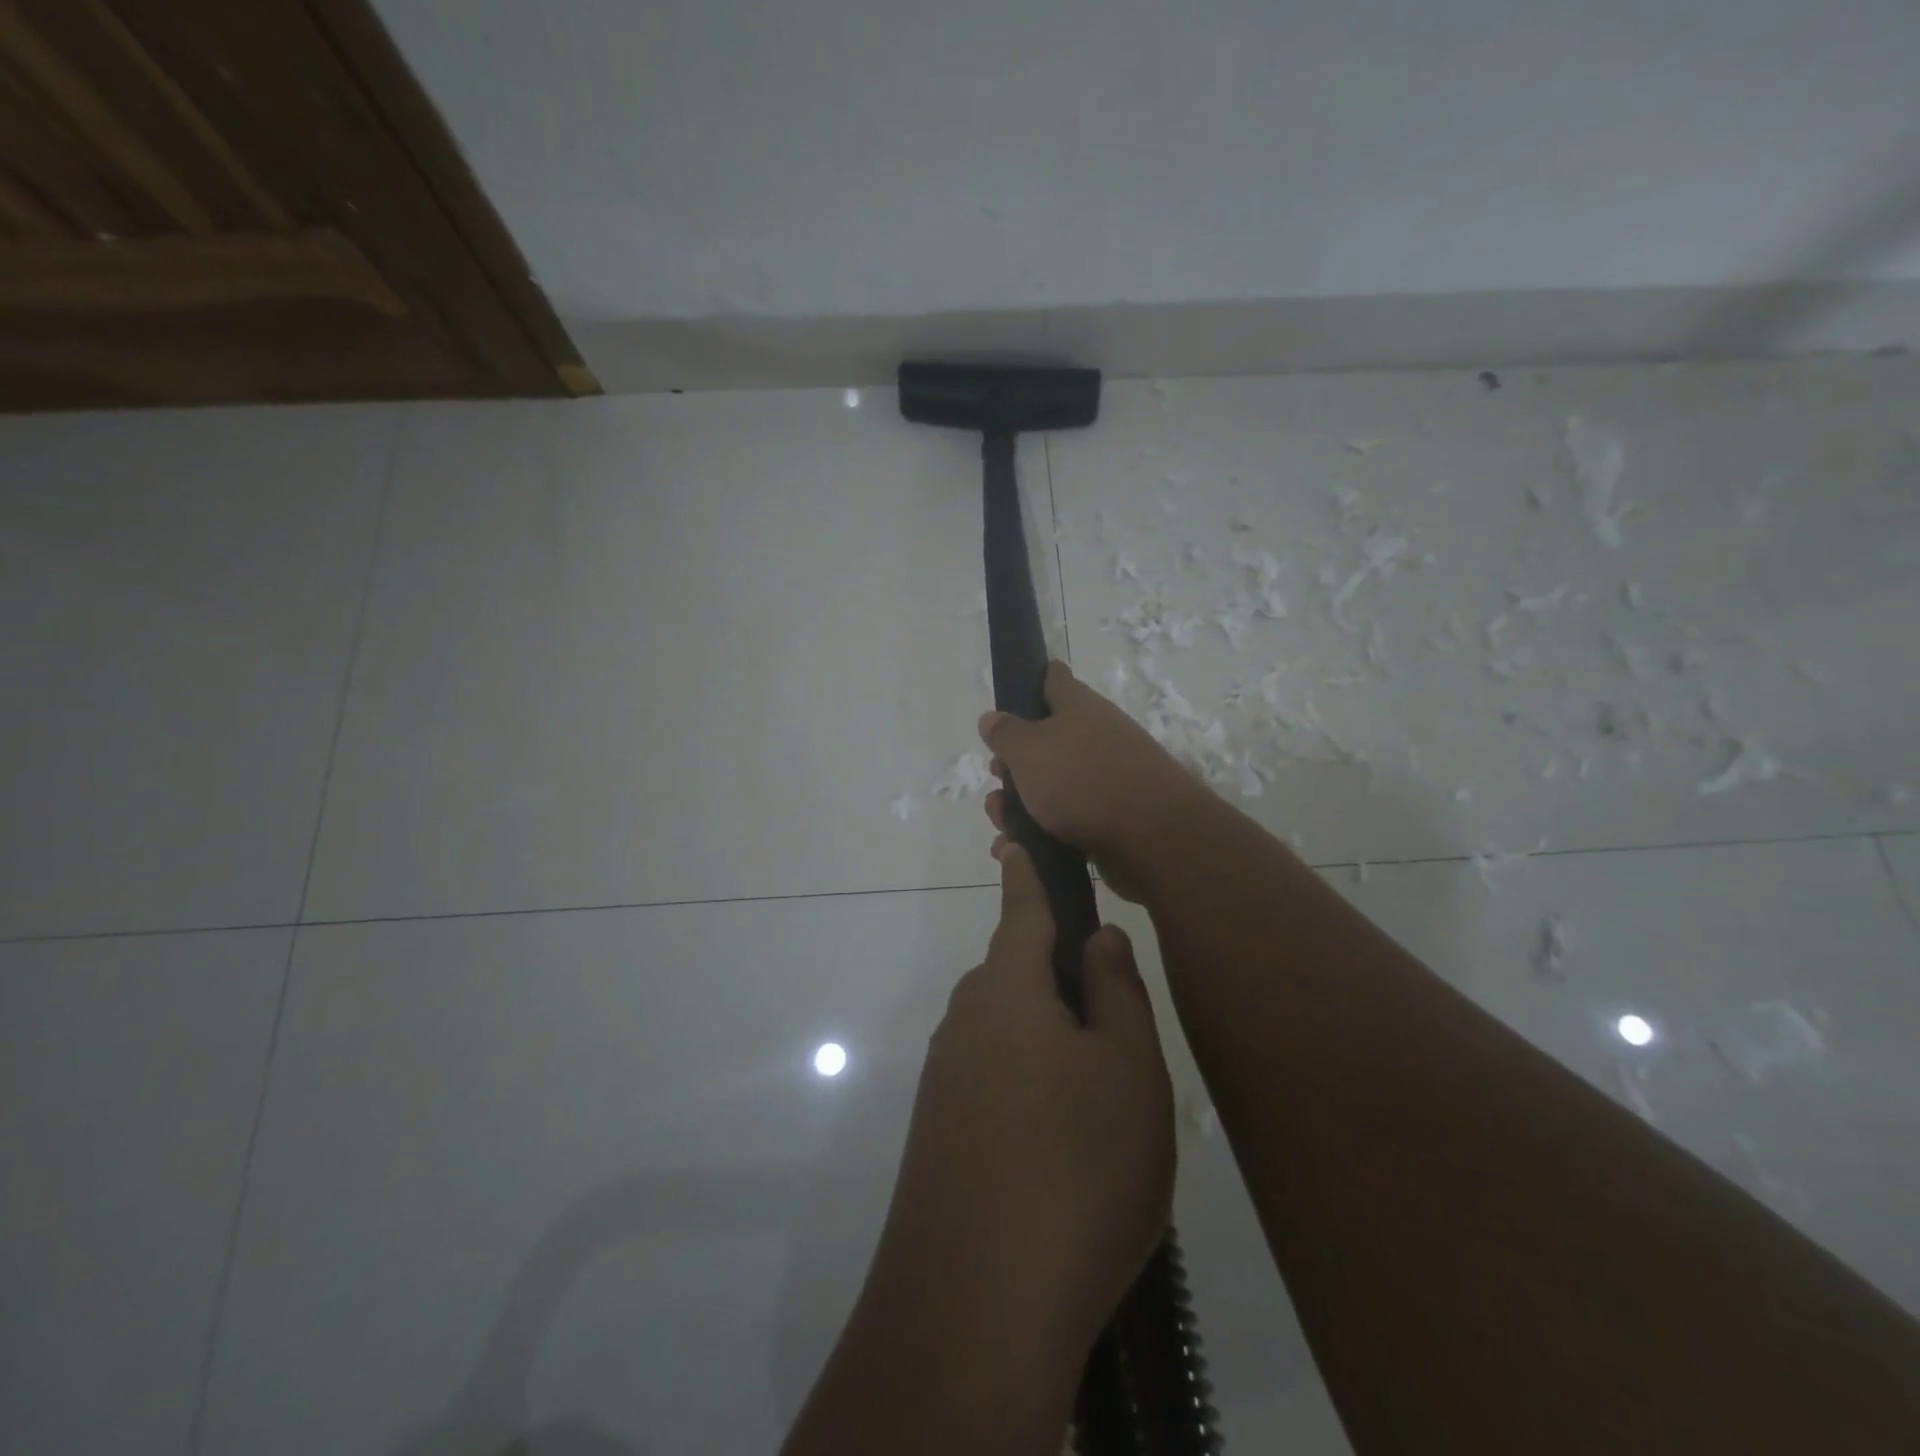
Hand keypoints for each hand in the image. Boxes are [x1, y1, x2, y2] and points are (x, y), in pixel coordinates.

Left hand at [872, 841, 1175, 1369]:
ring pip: (1007, 1028)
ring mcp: (947, 1076)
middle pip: (1015, 973)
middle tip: (1113, 1011)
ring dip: (1047, 1035)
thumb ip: (1115, 993)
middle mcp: (966, 1020)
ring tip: (1100, 1086)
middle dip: (1055, 972)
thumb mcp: (1127, 1072)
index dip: (1026, 874)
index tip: (1016, 840)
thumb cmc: (1074, 1167)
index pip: (1021, 910)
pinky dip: (1029, 1081)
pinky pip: (993, 1075)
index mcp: (1008, 989)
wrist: (976, 1306)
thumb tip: (1097, 939)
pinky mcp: (940, 1128)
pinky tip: (1061, 1136)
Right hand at [980, 660, 1210, 901]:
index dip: (1029, 683)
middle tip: (996, 780)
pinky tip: (1021, 850)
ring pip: (1053, 785)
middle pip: (1047, 740)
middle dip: (1014, 763)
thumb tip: (991, 717)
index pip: (1054, 678)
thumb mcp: (1029, 750)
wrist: (1153, 839)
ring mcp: (1108, 778)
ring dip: (1021, 804)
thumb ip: (1005, 733)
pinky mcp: (1113, 819)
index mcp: (1080, 707)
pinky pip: (1067, 821)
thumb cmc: (1083, 780)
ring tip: (1002, 826)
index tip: (1007, 701)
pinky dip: (1041, 834)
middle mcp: (1097, 736)